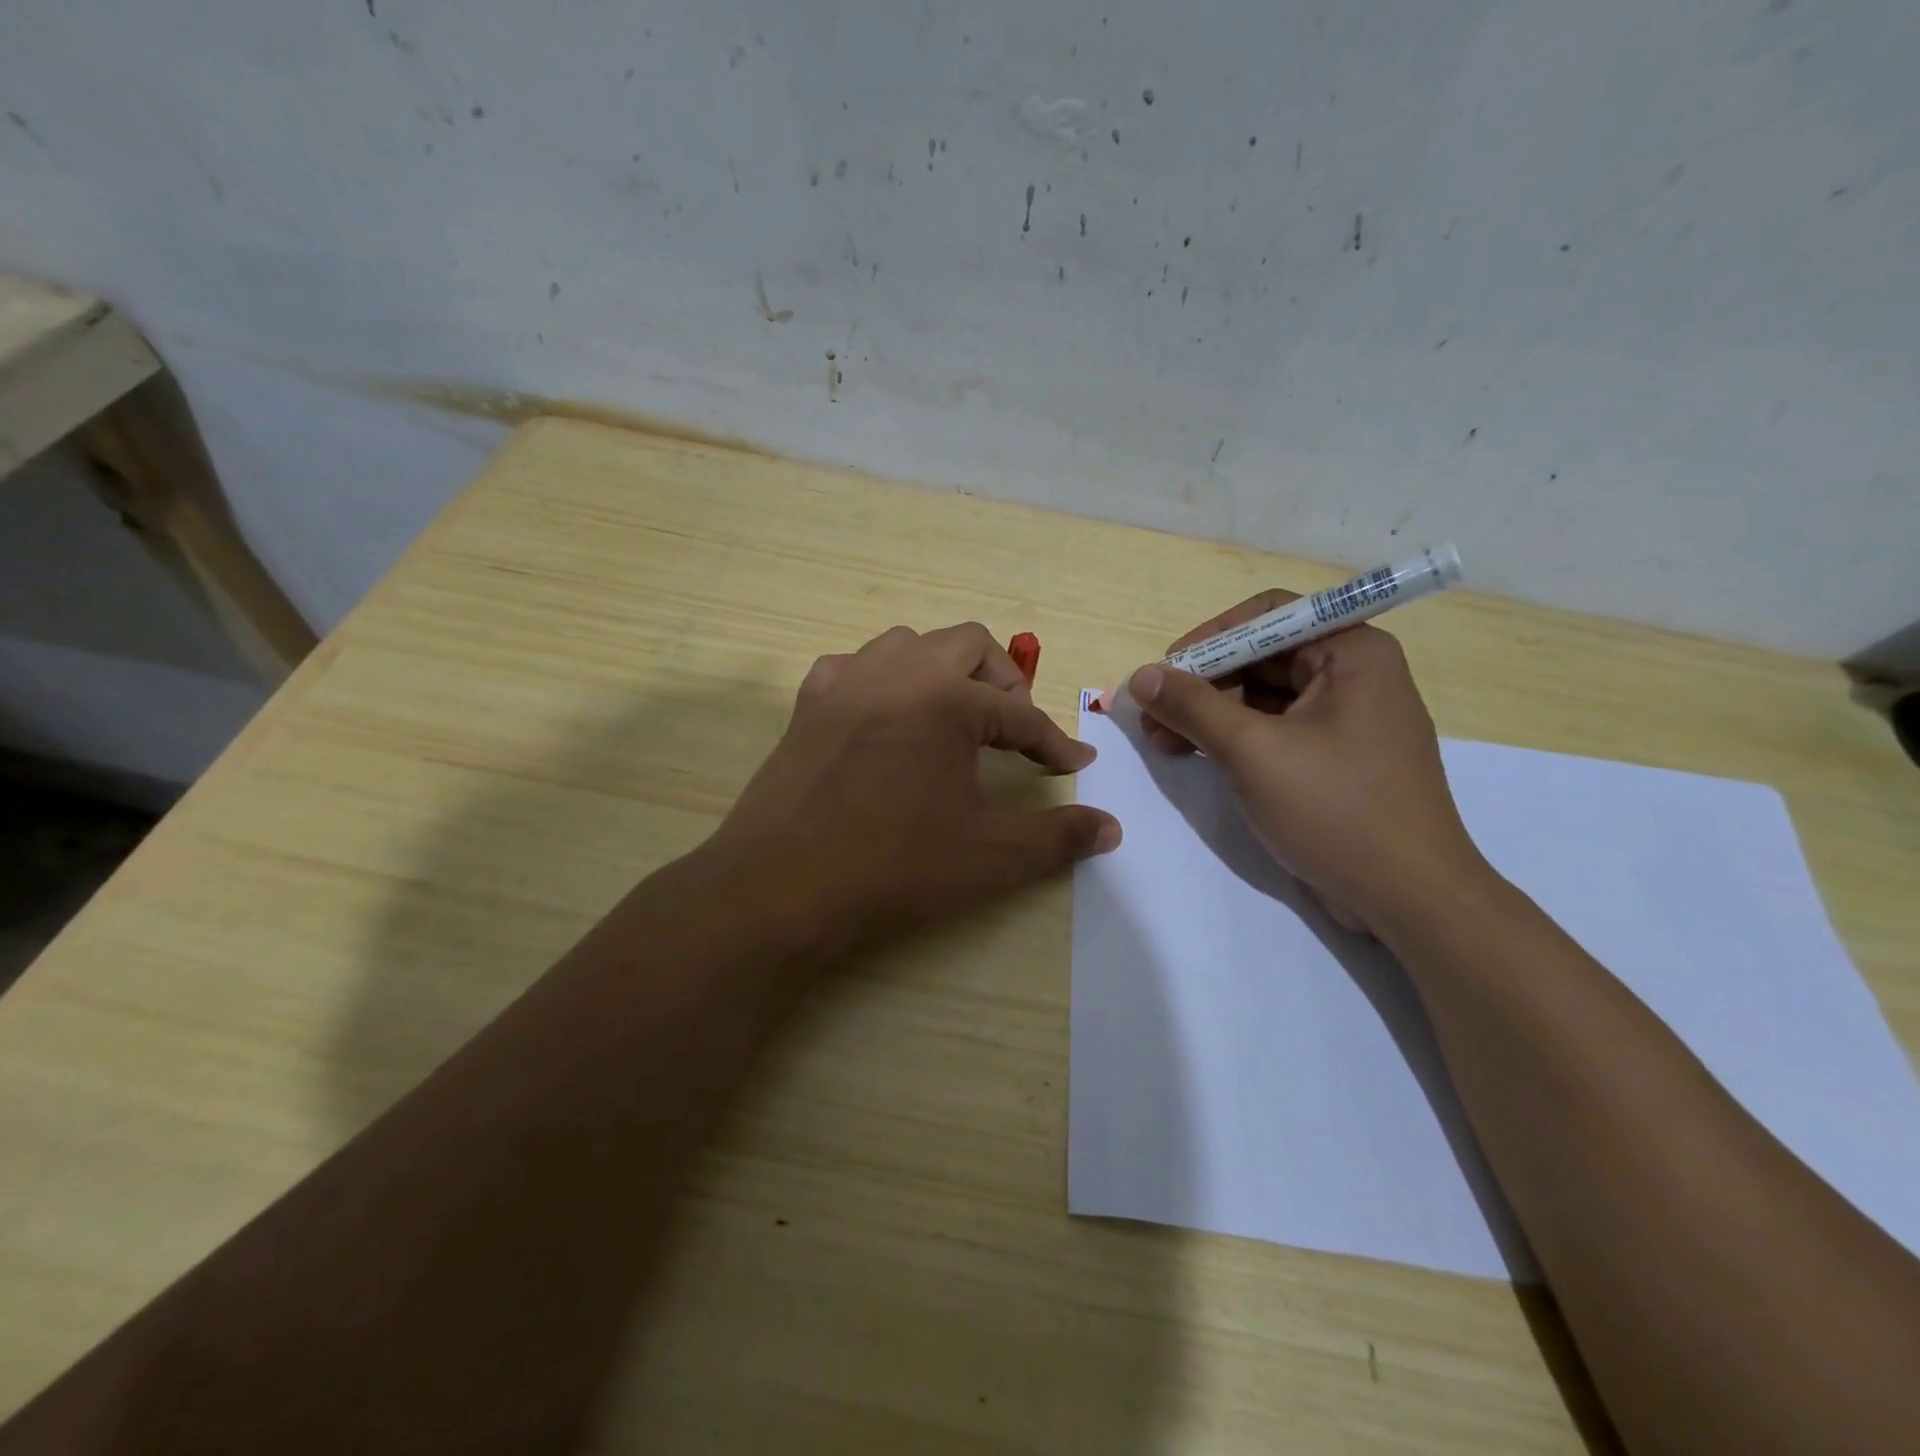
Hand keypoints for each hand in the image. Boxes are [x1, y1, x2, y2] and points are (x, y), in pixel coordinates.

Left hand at [711, 622, 1120, 949]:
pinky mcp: (808, 702)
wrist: (781, 886)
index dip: (1052, 742)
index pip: (1019, 714)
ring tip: (956, 718)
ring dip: (945, 671)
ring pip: (911, 643)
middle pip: (969, 646)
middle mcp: (897, 671)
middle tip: (1014, 730)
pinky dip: (888, 682)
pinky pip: (859, 667)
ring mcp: (846, 680)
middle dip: (1003, 682)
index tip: (1073, 764)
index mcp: (946, 699)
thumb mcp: (989, 856)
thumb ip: (1057, 836)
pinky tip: (889, 721)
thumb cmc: (893, 866)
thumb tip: (1110, 828)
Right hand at [1128, 592, 1486, 935]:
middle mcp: (1354, 675)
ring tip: (1162, 741)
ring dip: (1211, 714)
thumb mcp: (1253, 752)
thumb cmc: (1337, 810)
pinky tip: (1196, 756)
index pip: (1269, 615)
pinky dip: (1234, 739)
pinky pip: (1276, 730)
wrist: (1410, 900)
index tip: (1165, 671)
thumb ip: (1193, 707)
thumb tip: (1141, 676)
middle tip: (1152, 715)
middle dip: (1203, 683)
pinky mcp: (1336, 758)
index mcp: (1352, 653)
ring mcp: (1346, 719)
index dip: (1210, 638)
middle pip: (1262, 656)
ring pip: (1264, 696)